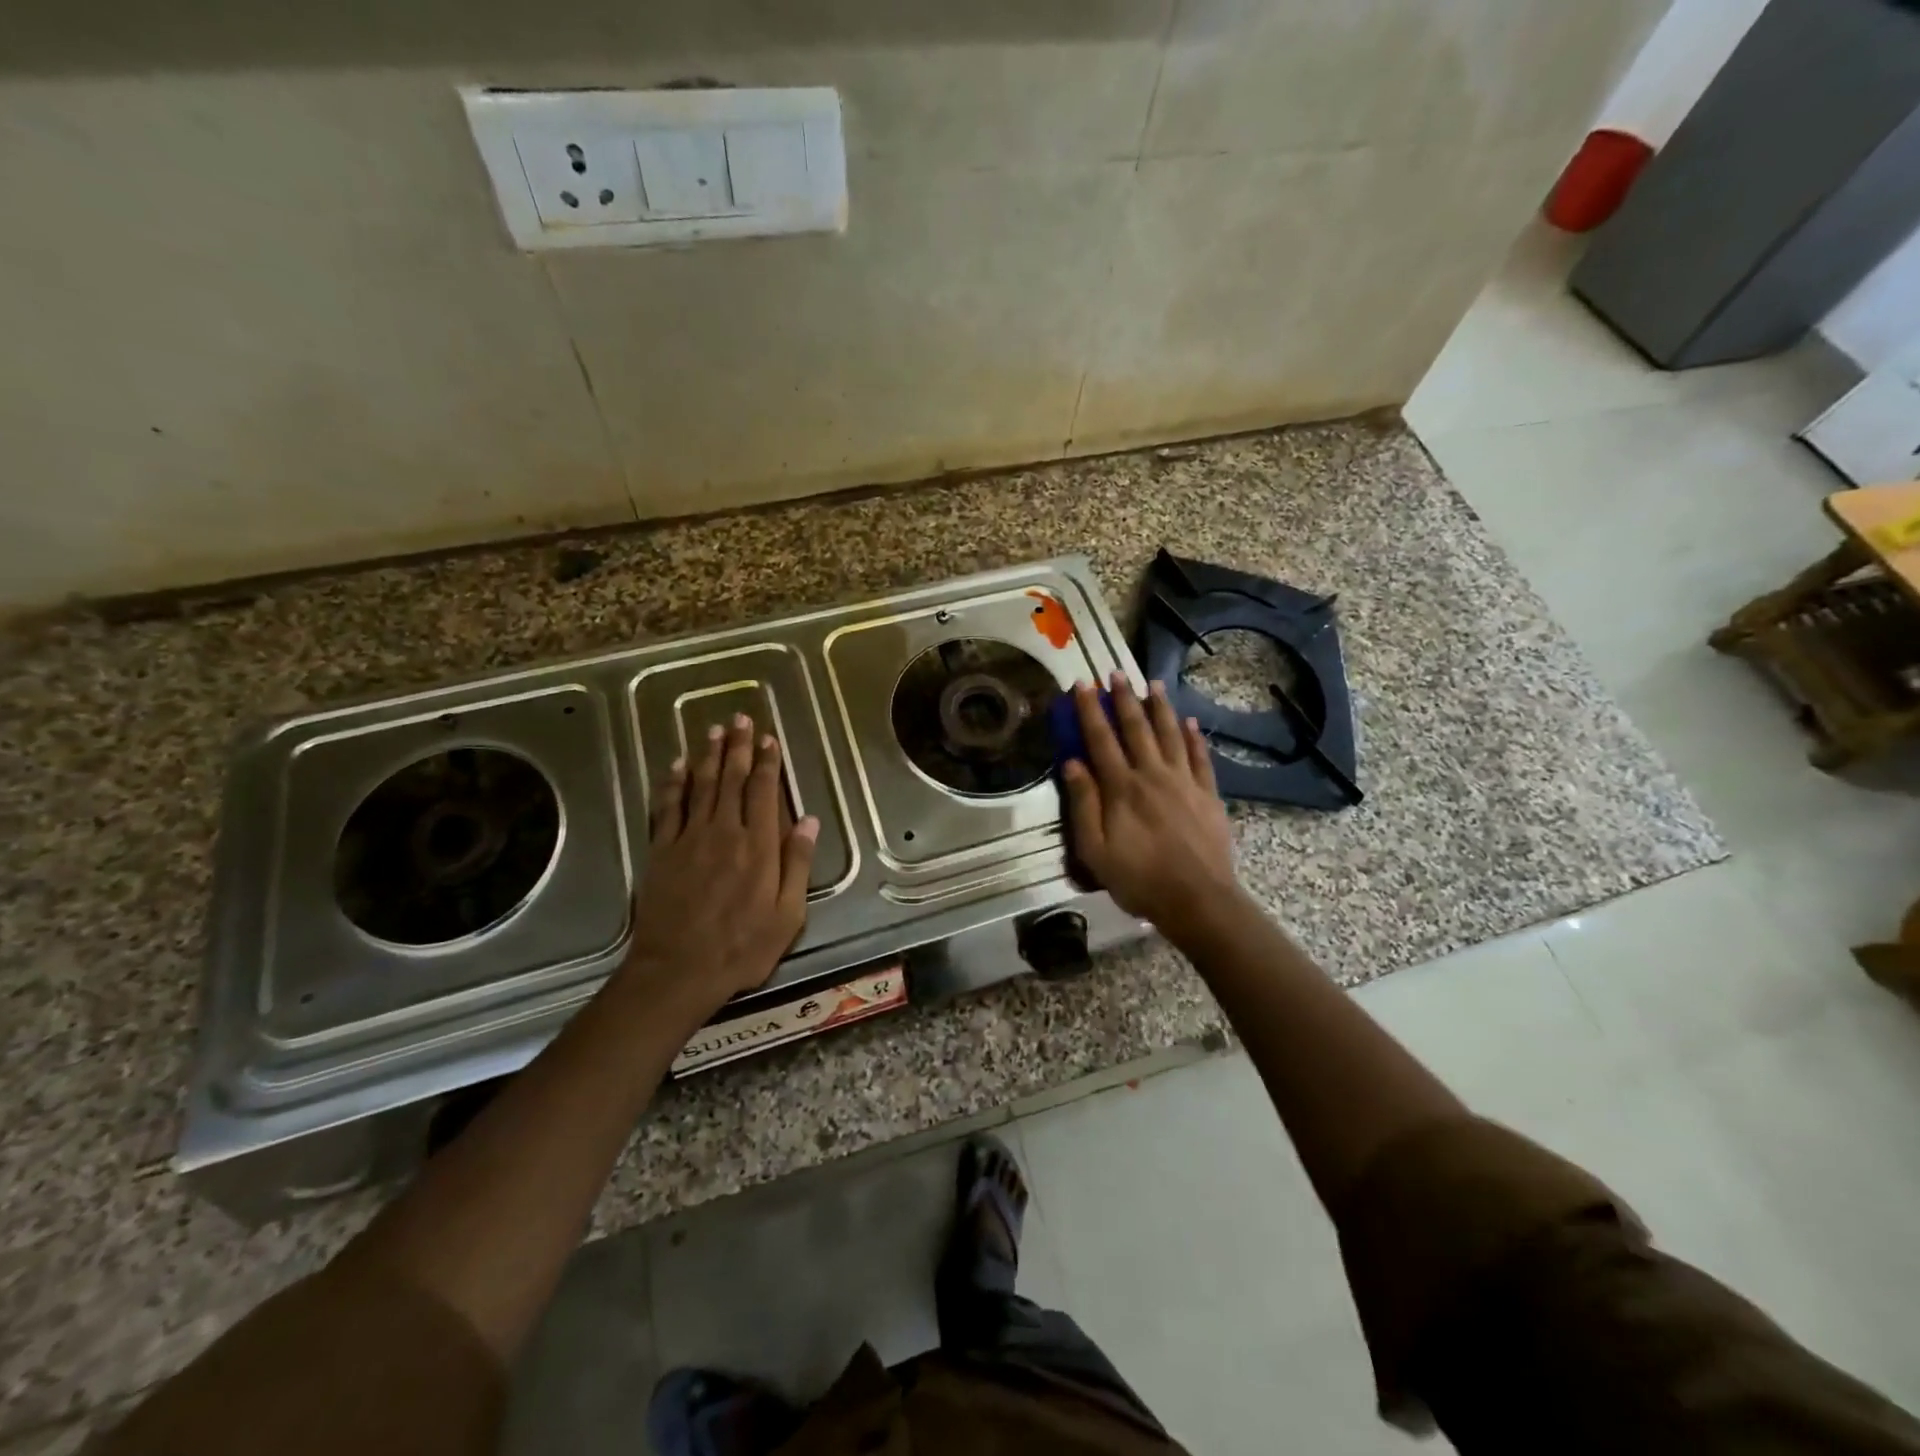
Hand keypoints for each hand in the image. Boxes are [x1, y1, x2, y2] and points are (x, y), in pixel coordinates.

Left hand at [621, 714, 817, 1023]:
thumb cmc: (741, 948)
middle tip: (740, 718)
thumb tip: (808, 820)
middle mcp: (724, 832)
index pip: (764, 792)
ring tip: (714, 730)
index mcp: (759, 847)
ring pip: (701, 786)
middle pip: (731, 780)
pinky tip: (677, 766)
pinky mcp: (661, 852)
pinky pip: (668, 808)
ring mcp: (689, 839)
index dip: (768, 762)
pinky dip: (673, 784)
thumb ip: (796, 864)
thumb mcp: (787, 915)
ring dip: (708, 756)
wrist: (677, 971)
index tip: (769, 739)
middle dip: (738, 747)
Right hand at [1059, 674, 1239, 938]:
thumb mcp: (1095, 850)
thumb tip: (1073, 764)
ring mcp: (1184, 782)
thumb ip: (1084, 805)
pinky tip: (1189, 722)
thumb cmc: (1139, 879)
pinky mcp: (1208, 794)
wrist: (1197, 900)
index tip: (1082, 684)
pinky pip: (1200, 757)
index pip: (1101, 739)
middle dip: (1123, 699)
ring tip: (1152, 684)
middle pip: (1136, 728)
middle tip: (1116, 673)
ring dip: (1159, 708)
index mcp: (1122, 788)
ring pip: (1170, 734)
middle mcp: (1152, 775)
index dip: (1090, 710)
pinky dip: (1193, 737)